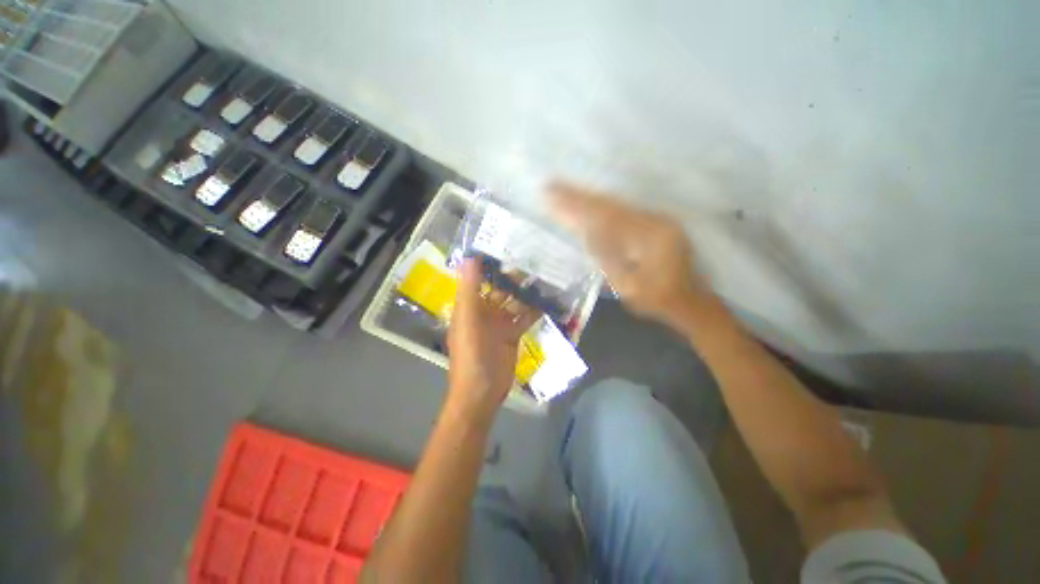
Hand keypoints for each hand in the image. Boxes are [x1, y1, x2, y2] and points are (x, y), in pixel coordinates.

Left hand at [447, 259, 539, 418]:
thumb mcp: (468, 321)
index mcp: (469, 305)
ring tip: (544, 276)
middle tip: (534, 259)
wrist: (482, 393)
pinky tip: (548, 300)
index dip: (489, 263)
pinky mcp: (512, 333)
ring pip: (514, 301)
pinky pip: (524, 317)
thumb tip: (469, 258)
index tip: (505, 244)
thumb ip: (469, 291)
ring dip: (526, 292)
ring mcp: (499, 322)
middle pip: (500, 288)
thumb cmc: (472, 356)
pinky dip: (534, 309)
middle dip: (514, 276)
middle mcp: (483, 310)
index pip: (478, 278)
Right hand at [549, 181, 711, 323]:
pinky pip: (622, 209)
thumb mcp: (628, 287)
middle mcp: (653, 220)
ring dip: (588, 197)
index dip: (578, 207)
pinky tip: (587, 201)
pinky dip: (601, 204)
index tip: (554, 197)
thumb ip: (608, 259)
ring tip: (563, 190)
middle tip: (552, 186)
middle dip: (579, 195)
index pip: (605, 217)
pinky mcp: (653, 222)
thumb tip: (587, 233)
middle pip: (609, 204)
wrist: (688, 299)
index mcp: (648, 238)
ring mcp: (655, 219)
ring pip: (615, 203)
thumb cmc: (656, 299)